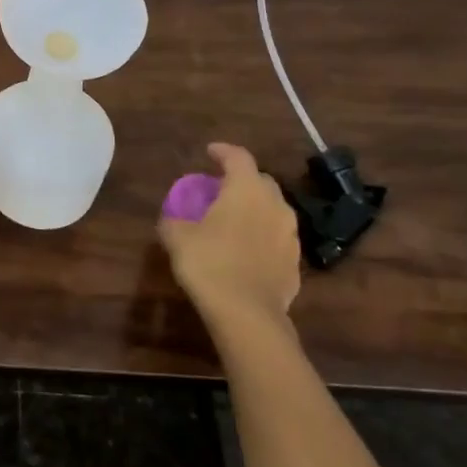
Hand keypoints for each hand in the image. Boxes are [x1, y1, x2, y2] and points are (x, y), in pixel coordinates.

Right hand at [158, 143, 300, 331]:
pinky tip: (248, 251)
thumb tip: (170, 218)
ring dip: (256, 209)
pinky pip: (278, 239)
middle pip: (261, 181)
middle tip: (222, 189)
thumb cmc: (210, 263)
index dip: (223, 151)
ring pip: (274, 211)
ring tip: (236, 220)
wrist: (248, 314)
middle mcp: (274, 205)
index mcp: (246, 189)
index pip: (238, 157)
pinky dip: (264, 237)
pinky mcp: (296, 263)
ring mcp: (290, 235)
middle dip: (243, 180)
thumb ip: (173, 220)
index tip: (209, 152)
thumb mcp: (177, 237)